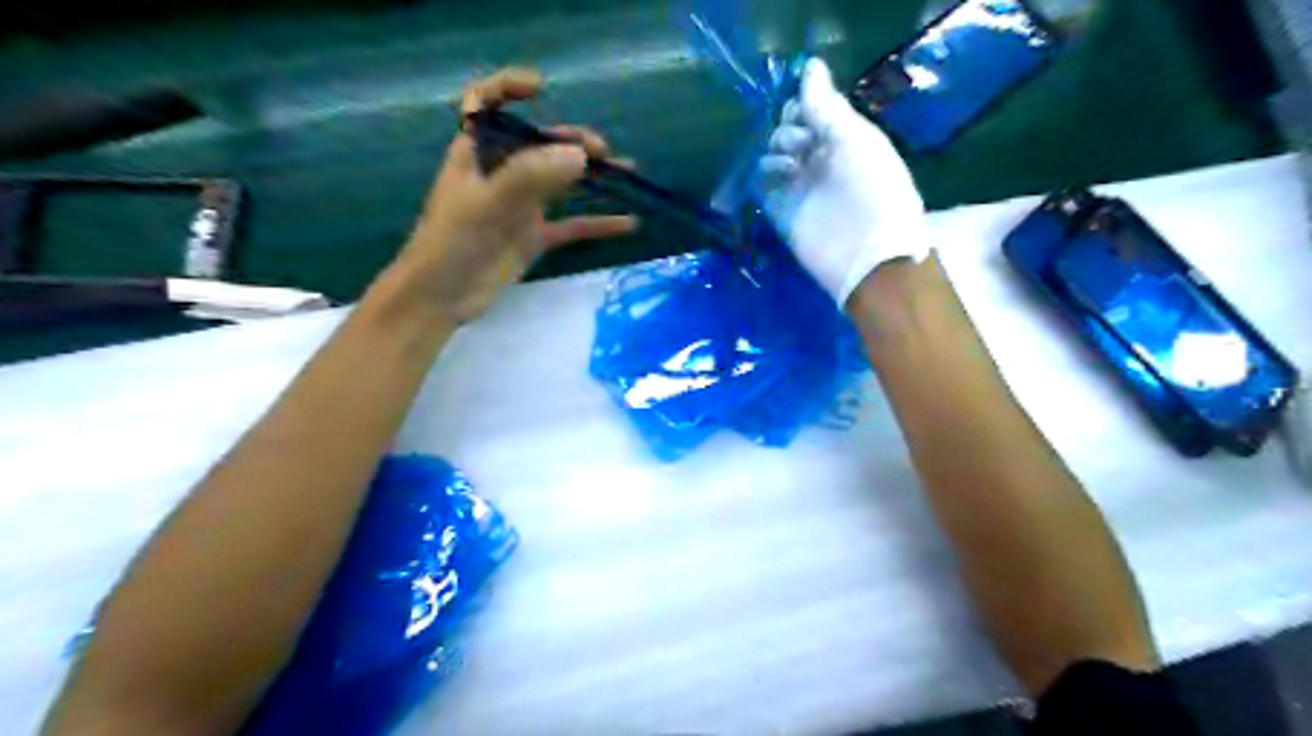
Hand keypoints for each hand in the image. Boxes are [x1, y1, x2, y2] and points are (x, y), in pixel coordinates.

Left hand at [399, 66, 640, 319]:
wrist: (443, 298)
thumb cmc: (452, 243)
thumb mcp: (488, 204)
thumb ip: (531, 176)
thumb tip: (581, 156)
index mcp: (477, 153)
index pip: (487, 104)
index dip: (509, 89)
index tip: (542, 88)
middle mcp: (500, 173)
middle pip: (538, 144)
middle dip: (570, 140)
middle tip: (601, 152)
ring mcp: (520, 206)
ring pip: (560, 182)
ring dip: (592, 176)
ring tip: (625, 172)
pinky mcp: (533, 237)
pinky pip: (571, 225)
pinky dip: (597, 223)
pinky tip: (627, 223)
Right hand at [761, 58, 932, 307]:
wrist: (866, 254)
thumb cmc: (873, 189)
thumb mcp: (855, 139)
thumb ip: (827, 106)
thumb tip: (810, 65)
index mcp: (843, 139)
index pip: (810, 111)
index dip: (802, 105)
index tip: (801, 111)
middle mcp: (818, 160)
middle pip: (787, 132)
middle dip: (787, 130)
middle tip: (798, 146)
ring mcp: (798, 188)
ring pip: (771, 157)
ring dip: (774, 153)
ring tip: (790, 168)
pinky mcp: (781, 213)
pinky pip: (760, 187)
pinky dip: (760, 177)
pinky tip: (774, 179)